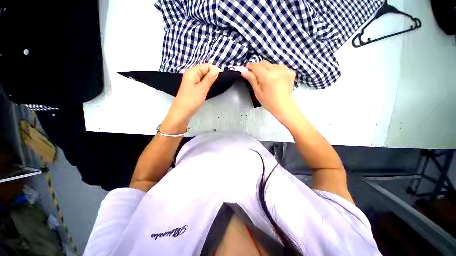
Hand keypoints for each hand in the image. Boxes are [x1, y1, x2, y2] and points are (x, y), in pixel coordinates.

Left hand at [161, 63, 219, 133]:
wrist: (181, 112)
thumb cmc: (192, 100)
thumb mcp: (202, 88)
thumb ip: (210, 78)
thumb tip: (217, 69)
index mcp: (192, 72)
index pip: (206, 65)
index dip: (214, 70)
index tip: (219, 79)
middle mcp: (191, 74)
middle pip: (204, 70)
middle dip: (211, 76)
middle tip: (215, 85)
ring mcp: (191, 81)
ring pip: (203, 77)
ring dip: (209, 81)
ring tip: (211, 88)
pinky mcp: (192, 88)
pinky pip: (200, 83)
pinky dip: (205, 85)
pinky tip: (207, 90)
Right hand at [242, 61, 296, 123]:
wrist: (283, 106)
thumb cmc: (269, 102)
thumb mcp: (257, 92)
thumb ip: (252, 80)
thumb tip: (244, 72)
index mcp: (267, 77)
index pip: (256, 66)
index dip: (250, 66)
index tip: (247, 68)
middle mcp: (276, 71)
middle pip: (264, 63)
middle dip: (258, 67)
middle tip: (256, 75)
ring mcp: (285, 70)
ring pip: (272, 64)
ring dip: (267, 68)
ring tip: (266, 78)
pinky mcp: (290, 72)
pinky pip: (279, 67)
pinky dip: (275, 70)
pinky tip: (275, 78)